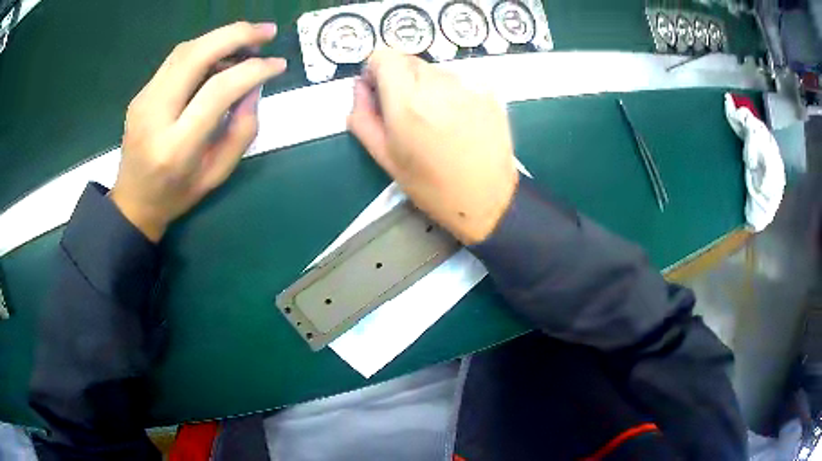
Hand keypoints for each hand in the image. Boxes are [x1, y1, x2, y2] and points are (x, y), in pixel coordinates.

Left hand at [111, 22, 286, 241]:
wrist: (133, 202)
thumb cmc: (177, 195)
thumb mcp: (217, 174)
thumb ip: (242, 131)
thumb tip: (254, 87)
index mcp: (176, 146)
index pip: (217, 91)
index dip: (252, 70)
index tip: (277, 64)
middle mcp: (155, 116)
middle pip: (196, 56)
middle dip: (236, 35)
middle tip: (267, 32)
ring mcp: (143, 101)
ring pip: (184, 51)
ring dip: (220, 37)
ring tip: (247, 41)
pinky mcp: (141, 94)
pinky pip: (176, 60)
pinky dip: (203, 49)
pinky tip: (219, 57)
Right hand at [347, 50, 517, 244]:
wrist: (486, 199)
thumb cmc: (431, 185)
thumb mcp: (384, 156)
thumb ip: (362, 116)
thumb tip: (360, 87)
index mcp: (408, 101)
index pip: (383, 56)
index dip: (376, 70)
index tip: (380, 90)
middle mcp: (439, 84)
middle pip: (408, 61)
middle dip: (401, 80)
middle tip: (407, 113)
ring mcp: (468, 86)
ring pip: (434, 70)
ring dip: (427, 86)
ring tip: (436, 121)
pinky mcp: (488, 92)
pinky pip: (459, 81)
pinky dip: (451, 93)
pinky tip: (457, 121)